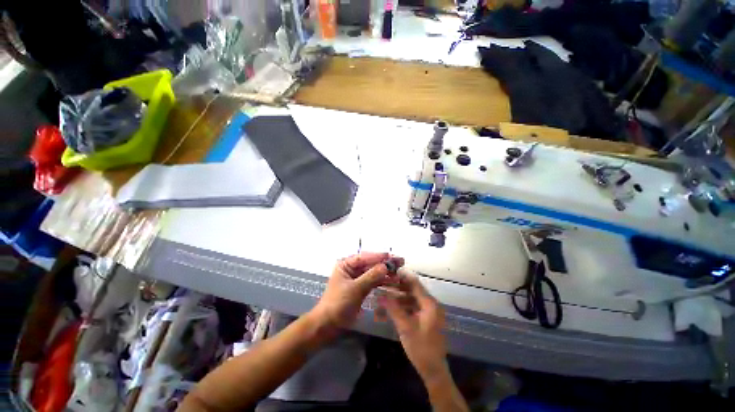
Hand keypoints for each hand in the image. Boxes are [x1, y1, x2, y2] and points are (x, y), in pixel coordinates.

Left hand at [311, 252, 403, 334]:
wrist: (328, 325)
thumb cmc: (338, 304)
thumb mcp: (355, 289)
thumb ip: (371, 276)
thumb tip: (386, 266)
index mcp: (346, 264)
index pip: (364, 257)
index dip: (378, 256)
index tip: (392, 256)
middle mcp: (352, 269)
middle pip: (370, 264)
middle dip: (384, 264)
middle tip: (400, 262)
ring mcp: (357, 279)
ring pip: (373, 273)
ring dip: (385, 273)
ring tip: (399, 273)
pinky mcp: (361, 288)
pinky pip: (373, 282)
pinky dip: (382, 281)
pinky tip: (393, 281)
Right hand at [379, 271, 447, 382]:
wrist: (434, 370)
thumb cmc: (421, 348)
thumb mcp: (405, 327)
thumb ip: (393, 308)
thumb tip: (381, 294)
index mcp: (429, 304)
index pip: (415, 283)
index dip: (402, 277)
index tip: (389, 272)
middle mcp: (431, 304)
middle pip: (413, 290)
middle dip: (398, 287)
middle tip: (384, 284)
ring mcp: (429, 312)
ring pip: (412, 298)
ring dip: (399, 297)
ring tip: (385, 296)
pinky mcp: (427, 319)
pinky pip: (414, 307)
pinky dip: (404, 306)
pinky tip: (392, 308)